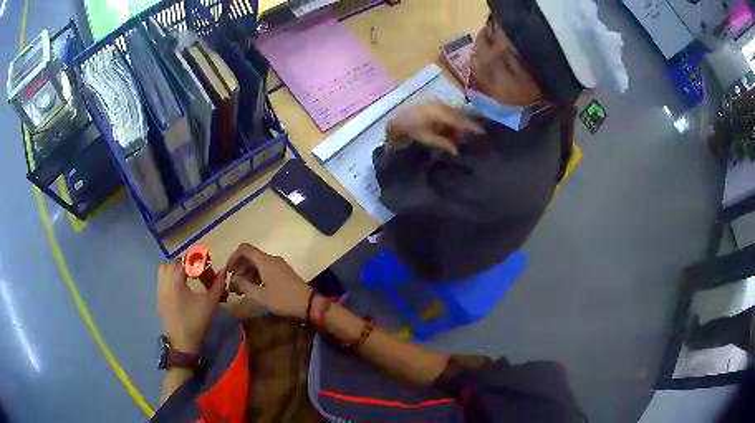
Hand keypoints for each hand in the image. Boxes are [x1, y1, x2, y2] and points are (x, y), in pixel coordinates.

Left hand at [156, 262, 226, 353]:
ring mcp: (160, 286)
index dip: (201, 262)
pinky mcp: (159, 295)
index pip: (188, 259)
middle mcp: (165, 278)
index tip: (211, 270)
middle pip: (176, 261)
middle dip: (190, 264)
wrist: (181, 342)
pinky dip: (172, 277)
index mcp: (176, 277)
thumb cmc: (195, 321)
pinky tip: (182, 288)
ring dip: (179, 269)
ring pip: (167, 268)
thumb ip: (217, 285)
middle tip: (202, 274)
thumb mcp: (209, 303)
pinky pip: (163, 278)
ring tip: (191, 278)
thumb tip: (224, 271)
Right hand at [225, 243, 312, 319]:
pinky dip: (256, 276)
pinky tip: (253, 290)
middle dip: (239, 269)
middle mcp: (271, 259)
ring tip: (241, 290)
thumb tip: (233, 279)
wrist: (309, 304)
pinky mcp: (283, 273)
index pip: (244, 249)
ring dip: (247, 274)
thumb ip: (243, 285)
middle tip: (233, 285)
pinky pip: (265, 269)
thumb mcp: (260, 296)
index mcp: (265, 261)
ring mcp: (278, 265)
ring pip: (257, 264)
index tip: (228, 272)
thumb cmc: (283, 299)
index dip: (233, 258)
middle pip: (250, 257)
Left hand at [386, 102, 484, 155]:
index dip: (472, 127)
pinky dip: (452, 121)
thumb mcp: (425, 137)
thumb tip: (457, 150)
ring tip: (462, 136)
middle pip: (459, 114)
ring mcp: (436, 104)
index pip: (460, 120)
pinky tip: (452, 130)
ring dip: (459, 123)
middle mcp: (440, 105)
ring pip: (454, 113)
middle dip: (467, 124)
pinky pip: (447, 112)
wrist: (393, 121)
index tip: (483, 133)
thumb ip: (442, 142)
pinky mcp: (433, 105)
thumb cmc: (408, 130)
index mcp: (439, 112)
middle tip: (476, 135)